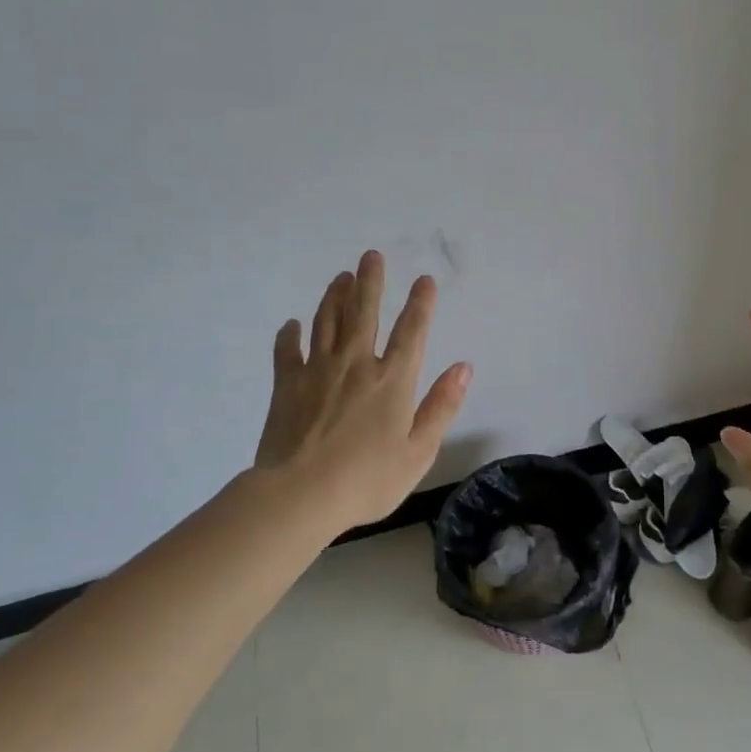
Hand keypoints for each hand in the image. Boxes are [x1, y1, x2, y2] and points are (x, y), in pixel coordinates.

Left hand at [253, 250, 471, 531]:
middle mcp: (357, 364)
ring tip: (341, 277)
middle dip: (370, 282)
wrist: (300, 495)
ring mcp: (318, 371)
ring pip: (327, 322)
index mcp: (393, 379)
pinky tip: (292, 324)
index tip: (424, 279)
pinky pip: (287, 351)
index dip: (420, 303)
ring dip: (335, 296)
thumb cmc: (368, 479)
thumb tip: (463, 367)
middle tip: (371, 256)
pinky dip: (290, 335)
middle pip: (364, 313)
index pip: (411, 331)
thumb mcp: (419, 450)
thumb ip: (441, 406)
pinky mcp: (286, 385)